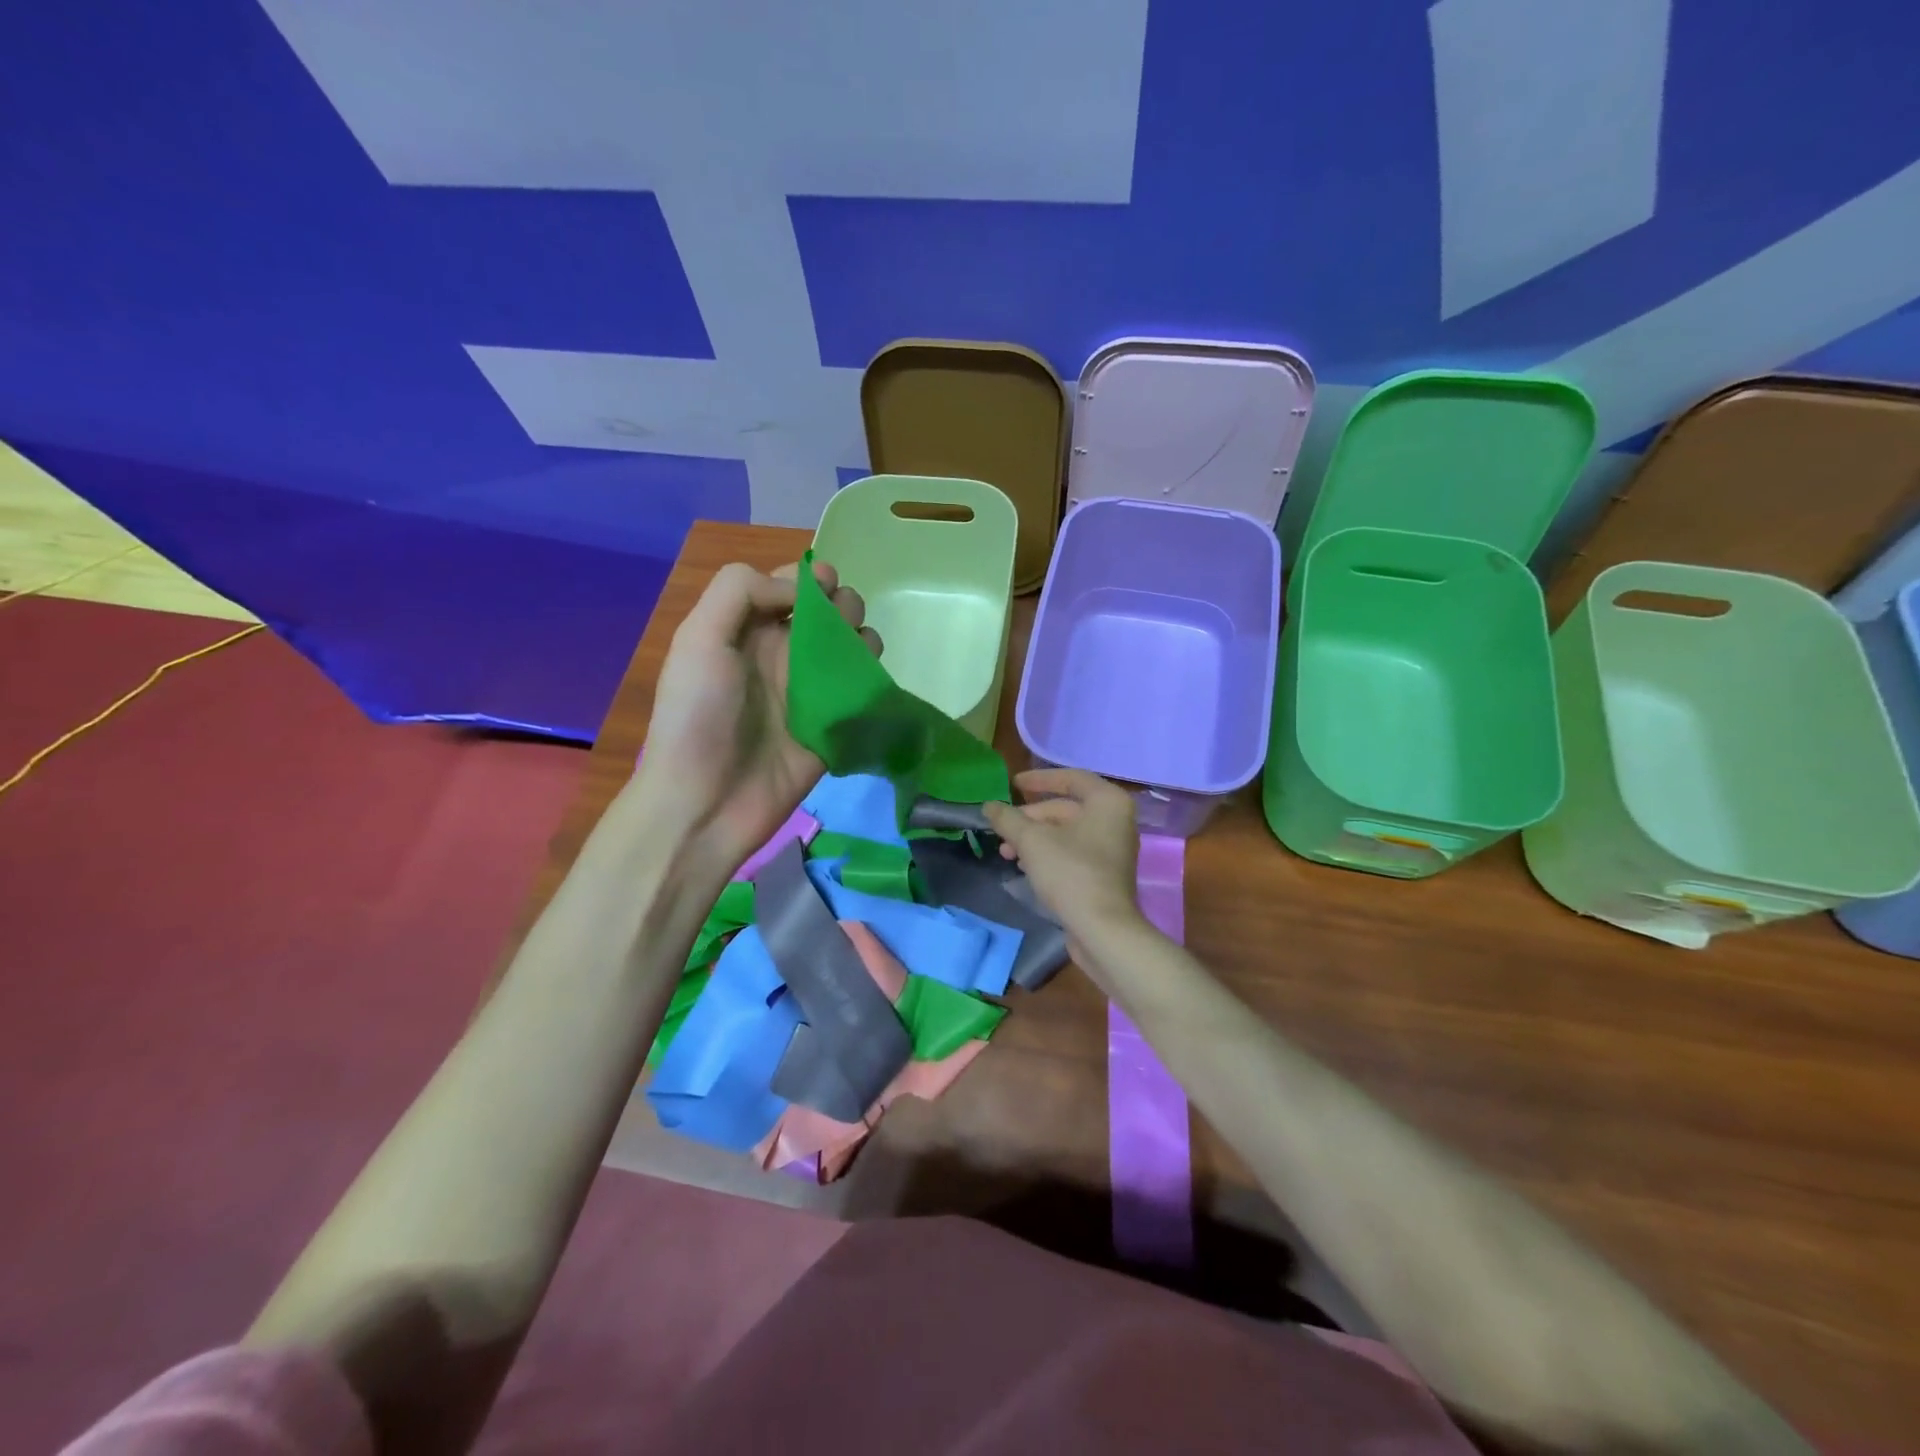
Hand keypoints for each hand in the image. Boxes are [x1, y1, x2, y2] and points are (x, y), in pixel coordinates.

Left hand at [632, 559, 877, 879]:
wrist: (707, 801)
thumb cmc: (699, 716)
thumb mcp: (700, 639)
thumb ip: (741, 592)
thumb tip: (804, 592)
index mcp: (748, 629)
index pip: (790, 586)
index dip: (812, 579)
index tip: (824, 588)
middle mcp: (783, 654)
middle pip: (829, 612)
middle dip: (843, 605)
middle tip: (838, 626)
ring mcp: (812, 691)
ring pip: (853, 647)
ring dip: (863, 637)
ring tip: (856, 655)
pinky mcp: (835, 724)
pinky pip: (864, 691)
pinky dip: (873, 677)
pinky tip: (867, 683)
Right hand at [983, 769, 1143, 955]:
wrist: (1102, 930)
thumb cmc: (1070, 873)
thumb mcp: (1032, 841)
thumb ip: (1008, 819)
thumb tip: (989, 806)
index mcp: (1107, 802)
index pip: (1071, 778)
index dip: (1038, 779)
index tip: (1012, 785)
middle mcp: (1116, 820)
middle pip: (1066, 808)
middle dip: (1030, 818)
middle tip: (1002, 830)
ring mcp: (1113, 848)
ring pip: (1067, 832)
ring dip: (1034, 838)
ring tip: (1006, 853)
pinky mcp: (1106, 874)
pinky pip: (1074, 852)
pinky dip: (1049, 853)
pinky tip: (1024, 866)